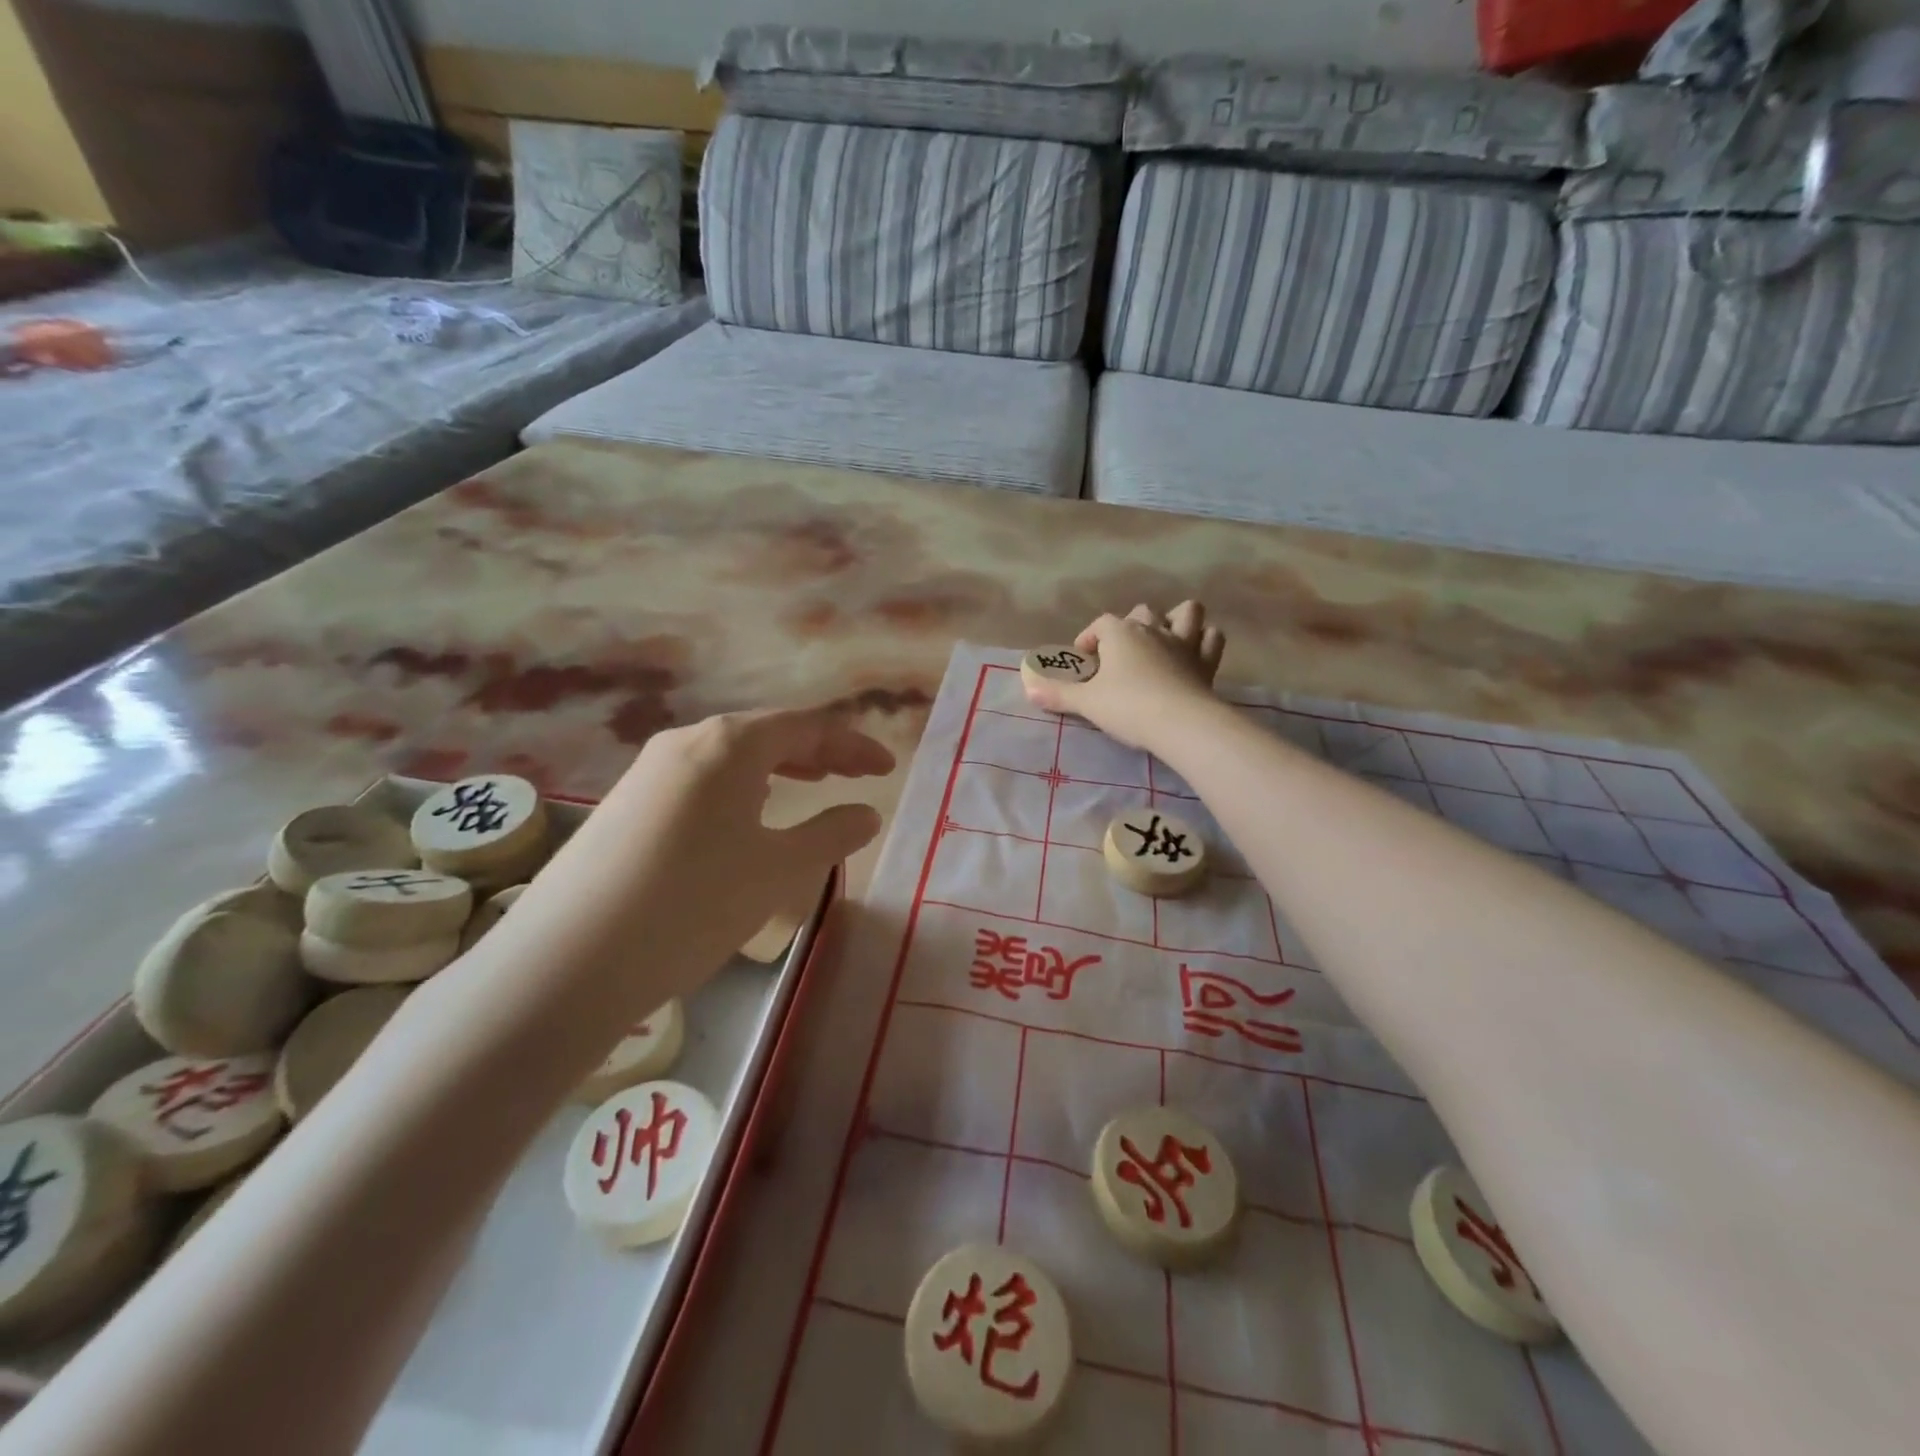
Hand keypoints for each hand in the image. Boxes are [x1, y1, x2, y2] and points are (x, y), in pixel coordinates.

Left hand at [562, 706, 893, 989]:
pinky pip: (698, 781)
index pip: (807, 727)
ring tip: (807, 785)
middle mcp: (685, 742)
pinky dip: (739, 788)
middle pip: (766, 734)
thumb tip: (866, 812)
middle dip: (818, 751)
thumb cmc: (693, 903)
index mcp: (729, 744)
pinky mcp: (623, 807)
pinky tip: (742, 819)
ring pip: (729, 757)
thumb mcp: (778, 870)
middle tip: (855, 774)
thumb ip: (831, 834)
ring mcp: (646, 773)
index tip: (886, 768)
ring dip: (777, 768)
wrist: (568, 961)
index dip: (853, 744)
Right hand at [1023, 602, 1225, 751]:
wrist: (1179, 723)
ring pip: (1186, 612)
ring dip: (1177, 620)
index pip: (1101, 624)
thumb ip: (1058, 694)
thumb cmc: (1127, 707)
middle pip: (1142, 612)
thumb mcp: (1086, 703)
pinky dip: (1205, 641)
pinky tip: (1195, 654)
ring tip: (1165, 640)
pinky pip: (1212, 639)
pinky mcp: (1207, 662)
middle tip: (1121, 655)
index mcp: (1120, 633)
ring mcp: (1184, 643)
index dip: (1090, 639)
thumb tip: (1029, 689)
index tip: (1084, 662)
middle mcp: (1153, 629)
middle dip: (1131, 627)